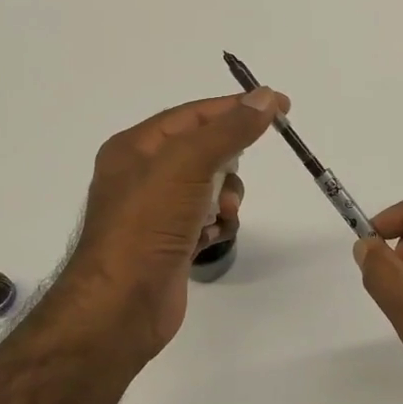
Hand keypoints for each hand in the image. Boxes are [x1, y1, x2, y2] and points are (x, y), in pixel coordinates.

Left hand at [61, 88, 288, 356]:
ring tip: (221, 216)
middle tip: (233, 179)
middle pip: (205, 150)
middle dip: (228, 164)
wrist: (121, 306)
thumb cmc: (148, 225)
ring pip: (211, 187)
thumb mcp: (187, 164)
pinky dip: (217, 225)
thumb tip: (264, 97)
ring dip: (226, 199)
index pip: (194, 114)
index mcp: (135, 147)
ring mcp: (156, 212)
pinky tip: (210, 239)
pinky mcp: (170, 243)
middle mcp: (142, 175)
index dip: (236, 108)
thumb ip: (228, 129)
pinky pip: (208, 219)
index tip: (281, 107)